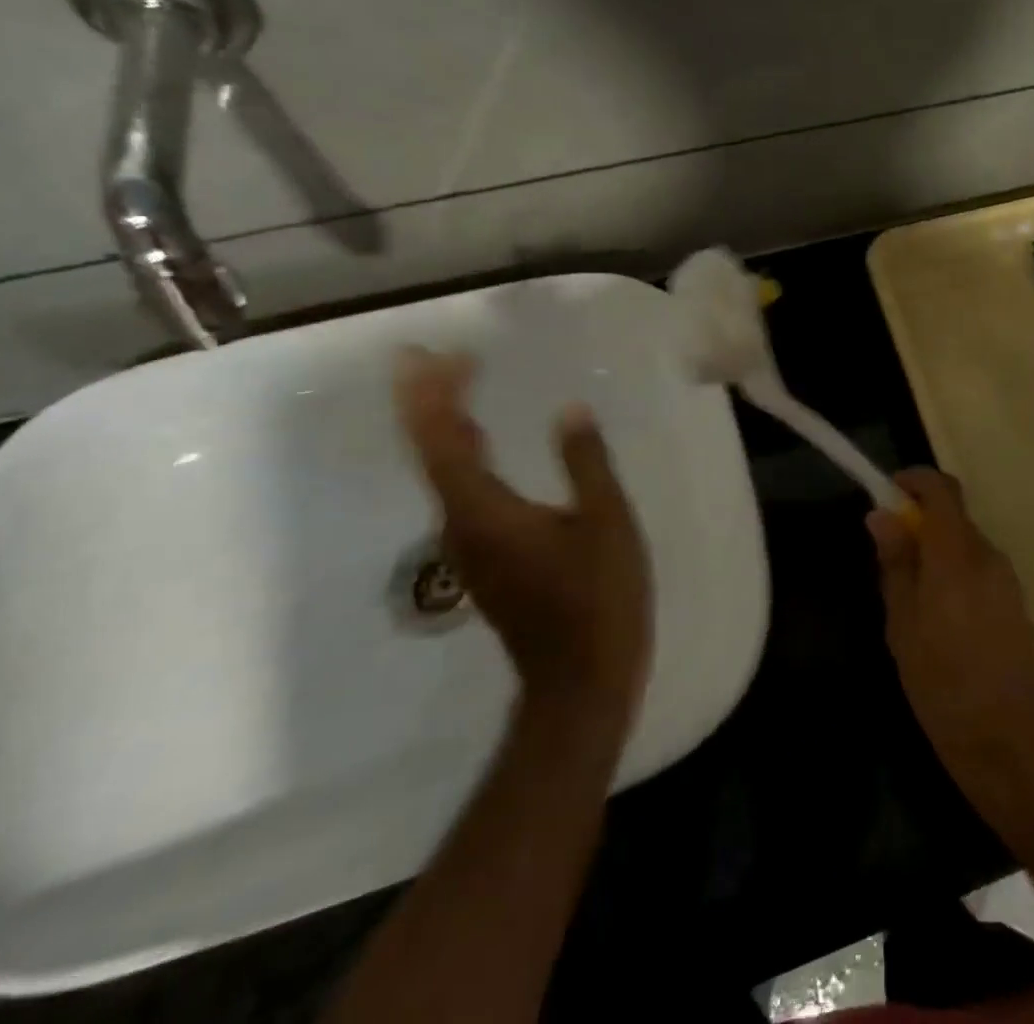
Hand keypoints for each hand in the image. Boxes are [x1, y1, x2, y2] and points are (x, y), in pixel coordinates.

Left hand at [394, 348, 652, 727]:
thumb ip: (586, 463)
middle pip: (430, 451)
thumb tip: (569, 409)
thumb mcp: (606, 523)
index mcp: (485, 512)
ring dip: (442, 423)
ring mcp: (469, 545)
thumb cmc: (598, 599)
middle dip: (428, 400)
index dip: (431, 394)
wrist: (580, 680)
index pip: (442, 441)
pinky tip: (479, 440)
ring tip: (455, 383)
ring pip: (442, 470)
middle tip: (435, 356)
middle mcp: (462, 524)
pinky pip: (460, 488)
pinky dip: (461, 452)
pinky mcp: (485, 556)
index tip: (431, 353)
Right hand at [868, 470, 1033, 818]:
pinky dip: (953, 571)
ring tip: (908, 596)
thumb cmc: (945, 687)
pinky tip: (938, 617)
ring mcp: (1007, 578)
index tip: (886, 495)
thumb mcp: (903, 627)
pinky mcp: (1015, 601)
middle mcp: (988, 555)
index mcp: (957, 555)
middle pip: (953, 515)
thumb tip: (882, 515)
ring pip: (964, 542)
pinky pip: (978, 567)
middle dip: (919, 520)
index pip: (942, 489)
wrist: (1012, 743)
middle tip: (887, 556)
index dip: (913, 481)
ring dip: (935, 549)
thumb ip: (896, 564)